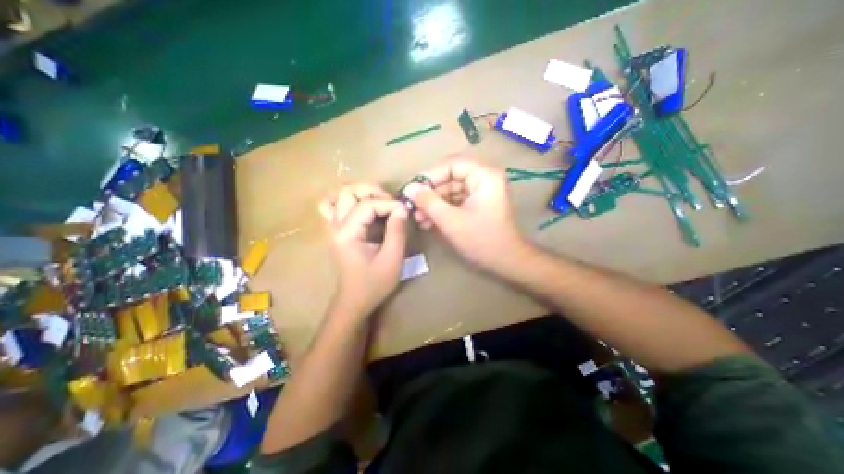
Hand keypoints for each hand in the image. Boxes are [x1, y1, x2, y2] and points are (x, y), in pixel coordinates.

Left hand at [320, 184, 408, 315]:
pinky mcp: (337, 232)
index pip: (367, 205)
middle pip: (348, 192)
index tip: (405, 211)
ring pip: (338, 196)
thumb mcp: (392, 259)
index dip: (389, 203)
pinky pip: (334, 207)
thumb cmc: (374, 283)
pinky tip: (362, 207)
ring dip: (360, 193)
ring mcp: (333, 228)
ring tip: (379, 201)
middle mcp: (336, 226)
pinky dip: (348, 201)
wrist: (355, 301)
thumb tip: (402, 208)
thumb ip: (397, 231)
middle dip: (373, 191)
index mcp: (347, 233)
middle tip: (391, 202)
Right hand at [401, 157, 525, 271]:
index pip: (451, 164)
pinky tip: (428, 222)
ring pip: (450, 191)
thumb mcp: (451, 221)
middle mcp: (484, 179)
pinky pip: (455, 201)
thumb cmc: (482, 241)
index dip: (430, 176)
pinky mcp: (477, 204)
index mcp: (484, 176)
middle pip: (450, 177)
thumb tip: (409, 188)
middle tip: (413, 207)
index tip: (413, 190)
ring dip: (433, 204)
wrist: (506, 262)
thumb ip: (428, 202)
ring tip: (418, 218)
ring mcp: (480, 192)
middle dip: (430, 194)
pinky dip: (442, 210)